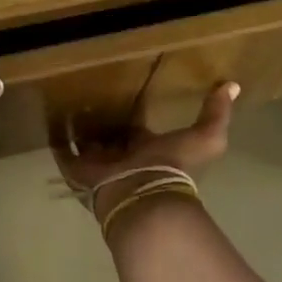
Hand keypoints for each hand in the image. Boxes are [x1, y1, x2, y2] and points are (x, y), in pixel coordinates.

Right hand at [51, 84, 238, 223]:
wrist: (143, 196)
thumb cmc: (172, 166)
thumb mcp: (205, 137)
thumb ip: (216, 114)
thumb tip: (232, 85)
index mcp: (147, 148)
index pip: (135, 128)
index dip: (131, 113)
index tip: (121, 91)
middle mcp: (122, 156)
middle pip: (109, 135)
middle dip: (102, 120)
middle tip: (88, 92)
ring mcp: (99, 164)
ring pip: (86, 142)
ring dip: (79, 127)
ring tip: (64, 101)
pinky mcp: (78, 171)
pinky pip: (63, 154)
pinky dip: (57, 142)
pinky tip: (50, 122)